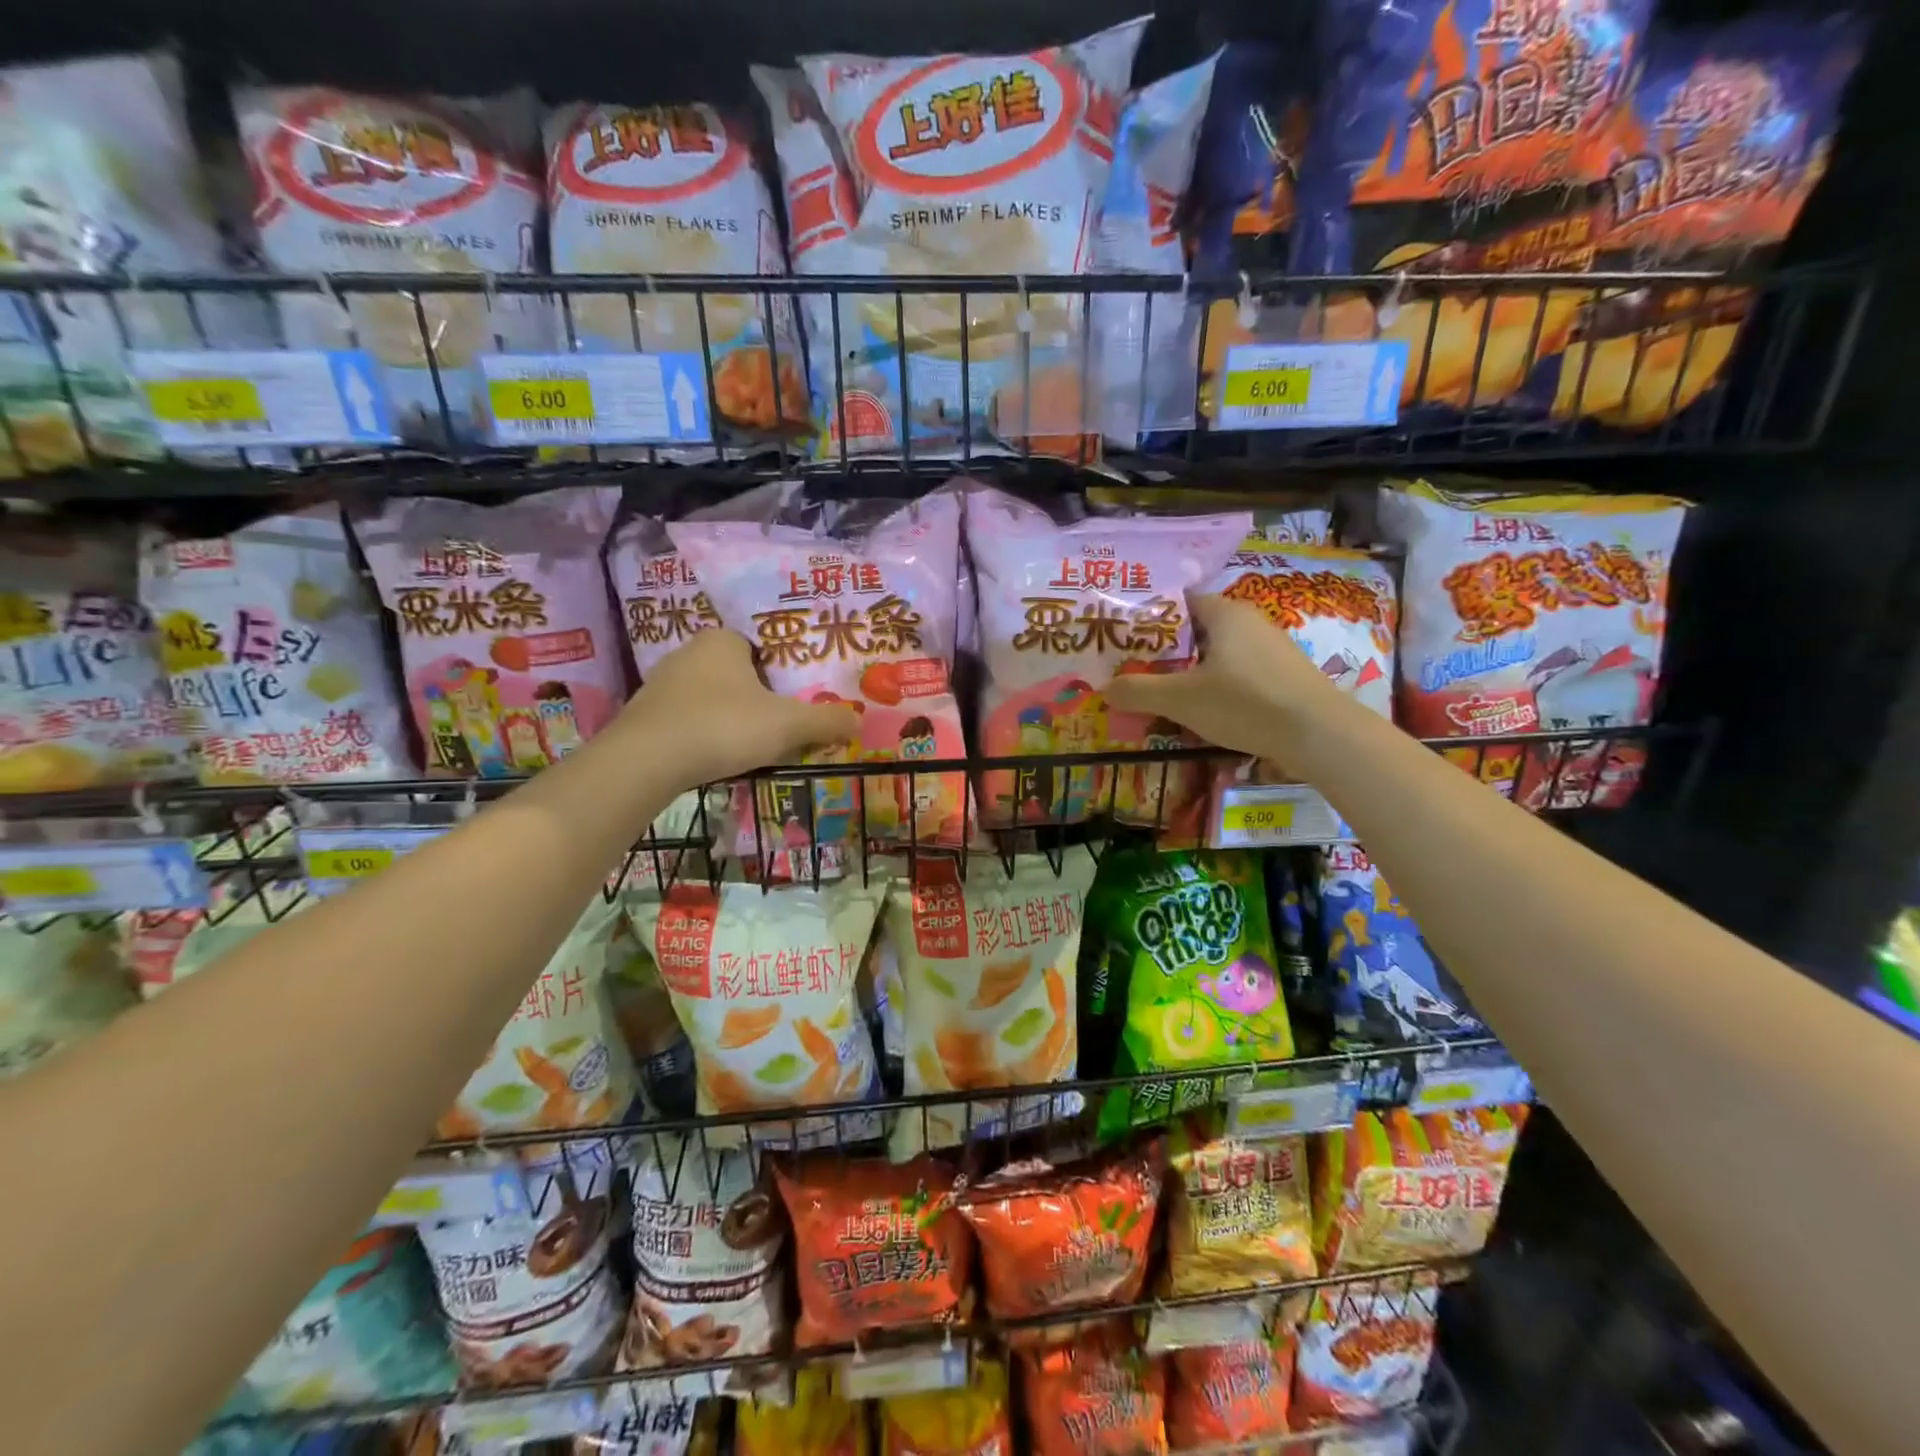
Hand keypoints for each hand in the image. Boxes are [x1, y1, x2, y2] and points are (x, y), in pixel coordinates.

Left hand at [617, 630, 859, 784]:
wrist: (646, 762)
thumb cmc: (724, 726)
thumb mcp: (788, 725)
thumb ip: (826, 720)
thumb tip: (859, 721)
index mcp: (722, 641)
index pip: (760, 645)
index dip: (781, 670)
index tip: (796, 697)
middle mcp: (688, 653)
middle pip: (736, 673)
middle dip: (758, 696)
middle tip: (781, 723)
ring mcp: (661, 684)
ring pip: (711, 697)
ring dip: (730, 717)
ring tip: (751, 745)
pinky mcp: (644, 716)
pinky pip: (687, 720)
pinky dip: (704, 735)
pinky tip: (715, 757)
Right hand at [1103, 595, 1348, 762]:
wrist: (1318, 734)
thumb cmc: (1244, 703)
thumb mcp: (1181, 699)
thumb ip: (1139, 691)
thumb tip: (1103, 689)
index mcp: (1224, 613)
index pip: (1178, 603)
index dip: (1148, 619)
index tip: (1122, 639)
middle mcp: (1249, 621)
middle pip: (1195, 630)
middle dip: (1165, 651)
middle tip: (1134, 670)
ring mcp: (1270, 648)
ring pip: (1216, 654)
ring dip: (1189, 672)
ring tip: (1161, 694)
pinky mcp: (1282, 675)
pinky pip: (1236, 673)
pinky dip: (1214, 686)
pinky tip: (1202, 711)